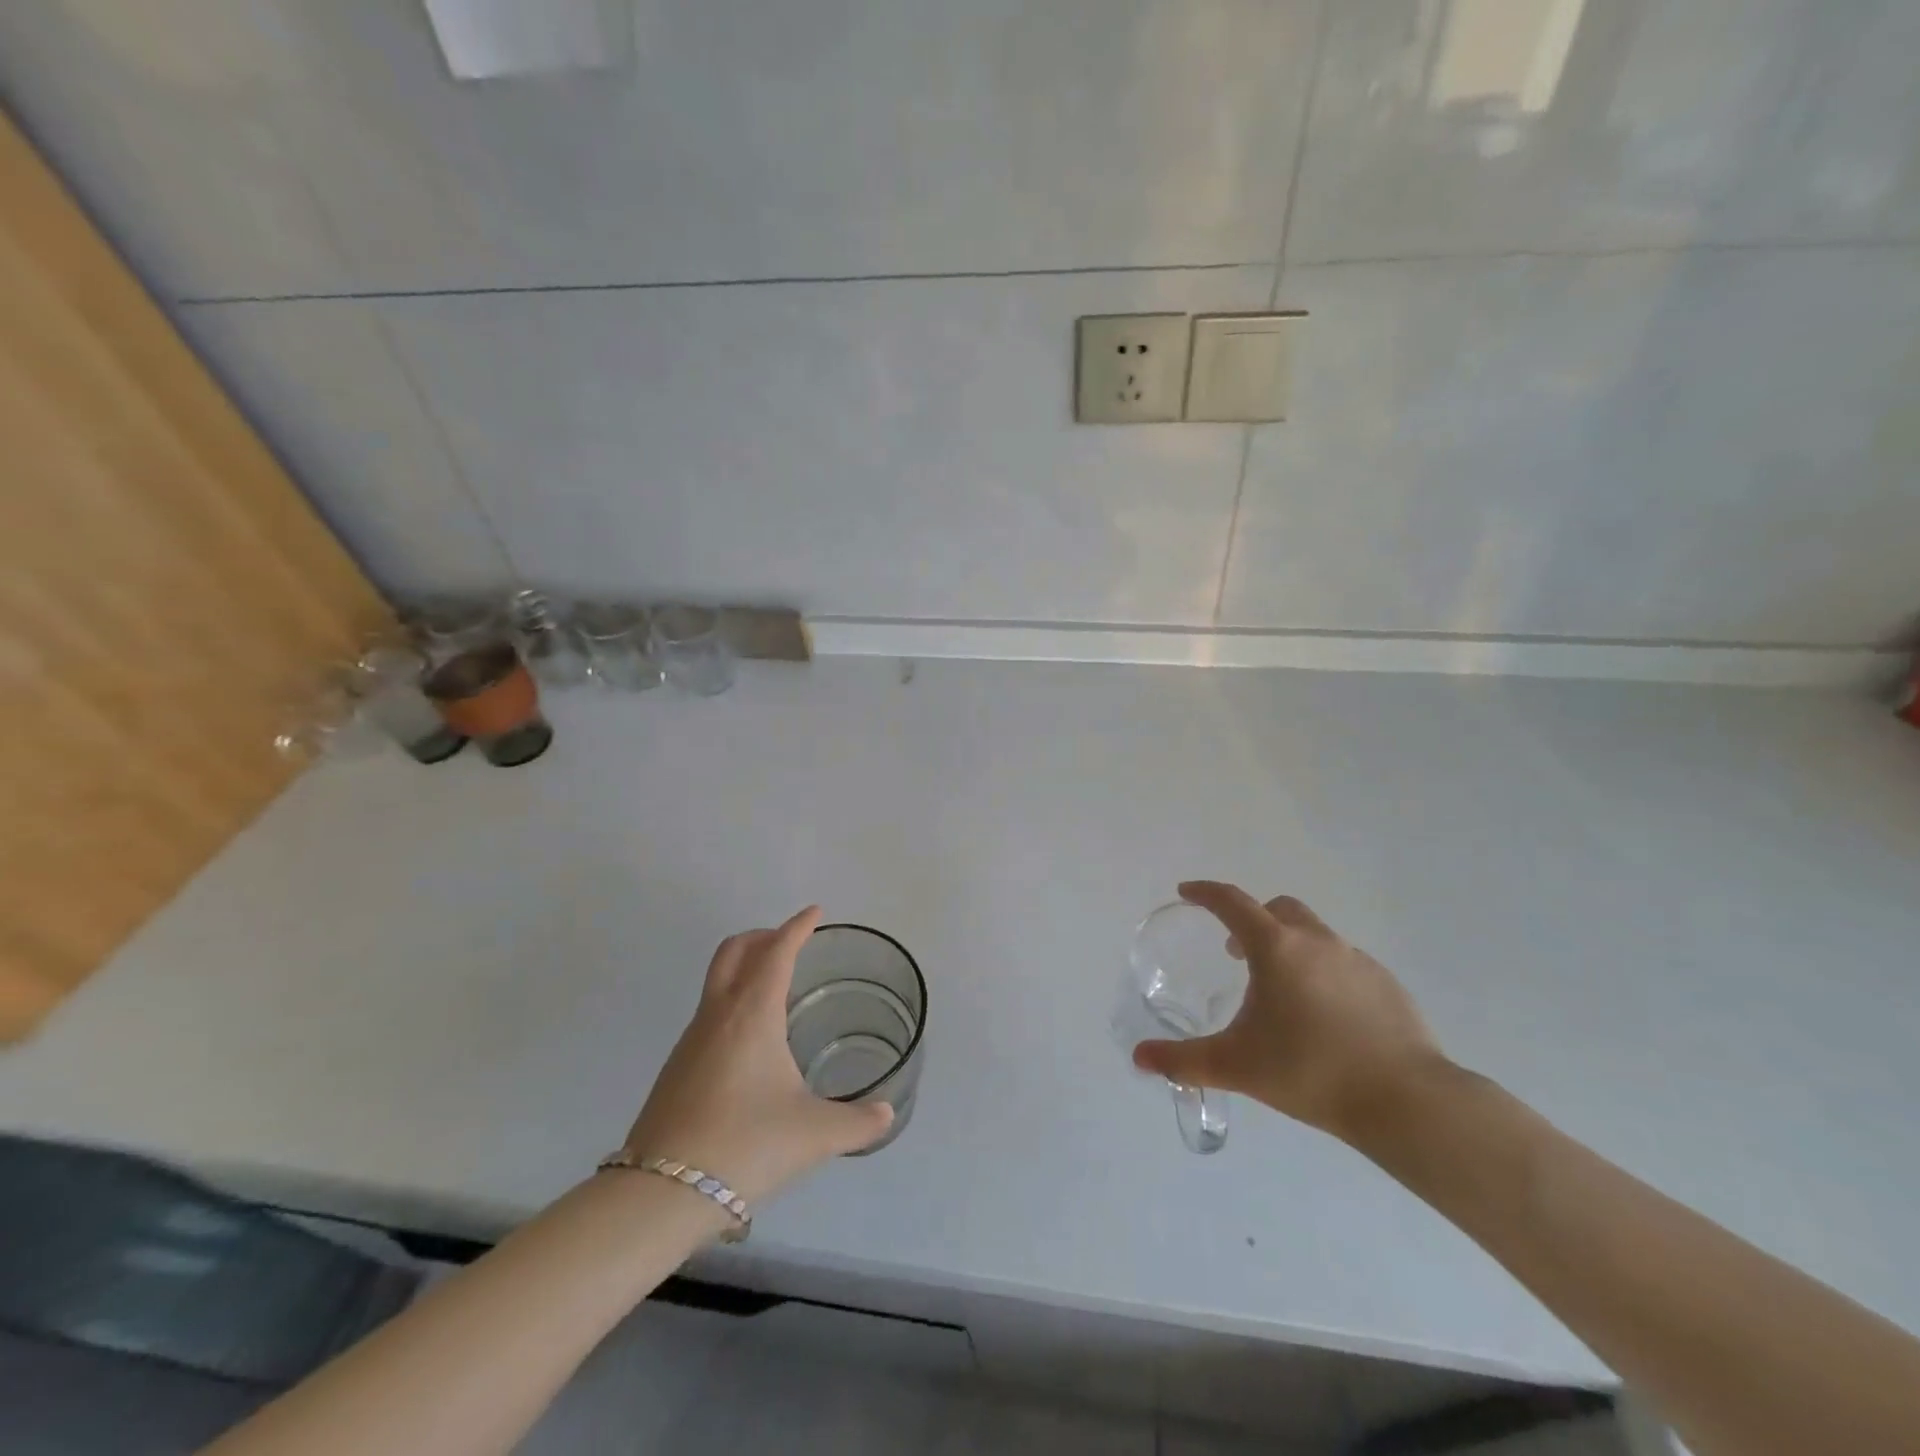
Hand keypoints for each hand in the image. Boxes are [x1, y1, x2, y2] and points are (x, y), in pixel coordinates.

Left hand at [623, 907, 892, 1203]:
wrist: (660, 1193)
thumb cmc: (747, 1145)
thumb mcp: (815, 1134)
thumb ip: (858, 1122)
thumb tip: (886, 1115)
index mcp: (753, 1013)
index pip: (777, 951)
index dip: (798, 927)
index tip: (815, 912)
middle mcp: (718, 1014)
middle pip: (734, 951)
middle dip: (763, 936)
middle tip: (790, 942)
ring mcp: (691, 1039)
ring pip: (717, 980)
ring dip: (744, 967)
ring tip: (776, 989)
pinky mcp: (677, 1067)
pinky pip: (709, 1012)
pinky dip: (732, 1001)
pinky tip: (751, 1041)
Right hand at [1131, 881, 1448, 1143]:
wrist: (1406, 1101)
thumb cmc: (1310, 1071)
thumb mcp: (1236, 1067)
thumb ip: (1183, 1061)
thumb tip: (1139, 1058)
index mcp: (1276, 948)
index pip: (1232, 902)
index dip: (1205, 893)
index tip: (1187, 892)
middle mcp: (1316, 942)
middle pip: (1277, 909)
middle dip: (1251, 919)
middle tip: (1235, 953)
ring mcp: (1356, 960)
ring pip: (1313, 935)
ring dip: (1289, 947)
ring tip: (1280, 992)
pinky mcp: (1386, 984)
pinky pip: (1343, 963)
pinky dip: (1323, 972)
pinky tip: (1324, 1016)